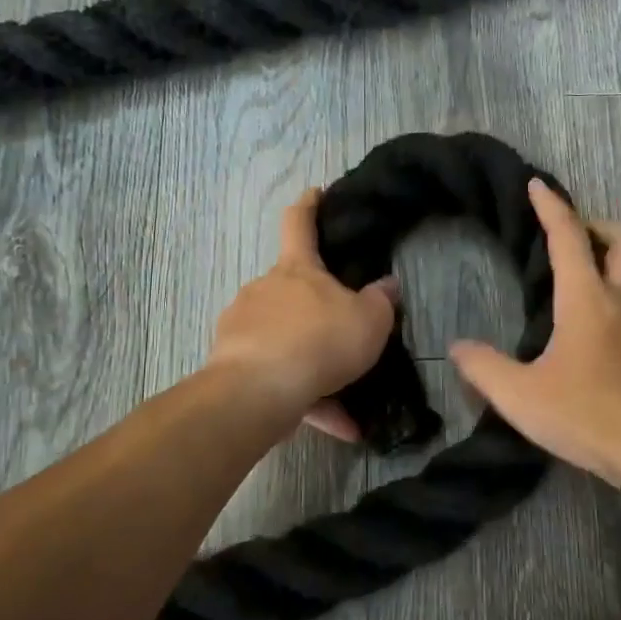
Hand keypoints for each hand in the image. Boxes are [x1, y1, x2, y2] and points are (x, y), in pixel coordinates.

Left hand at [206, 188, 399, 439]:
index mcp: (296, 270)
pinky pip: (277, 378)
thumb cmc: (319, 340)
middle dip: (315, 309)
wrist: (258, 391)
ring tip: (348, 404)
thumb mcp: (369, 321)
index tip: (315, 193)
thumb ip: (381, 302)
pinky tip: (337, 426)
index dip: (309, 205)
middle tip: (343, 333)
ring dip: (314, 365)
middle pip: (291, 290)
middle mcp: (264, 291)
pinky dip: (305, 399)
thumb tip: (387, 285)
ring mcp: (243, 327)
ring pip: (285, 341)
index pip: (300, 223)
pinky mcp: (233, 366)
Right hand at [450, 179, 620, 490]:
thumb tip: (456, 348)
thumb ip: (484, 369)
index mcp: (587, 298)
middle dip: (600, 224)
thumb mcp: (521, 397)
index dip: (551, 206)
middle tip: (575, 236)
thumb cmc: (590, 416)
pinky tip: (618, 317)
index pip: (568, 236)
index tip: (537, 185)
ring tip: (602, 267)